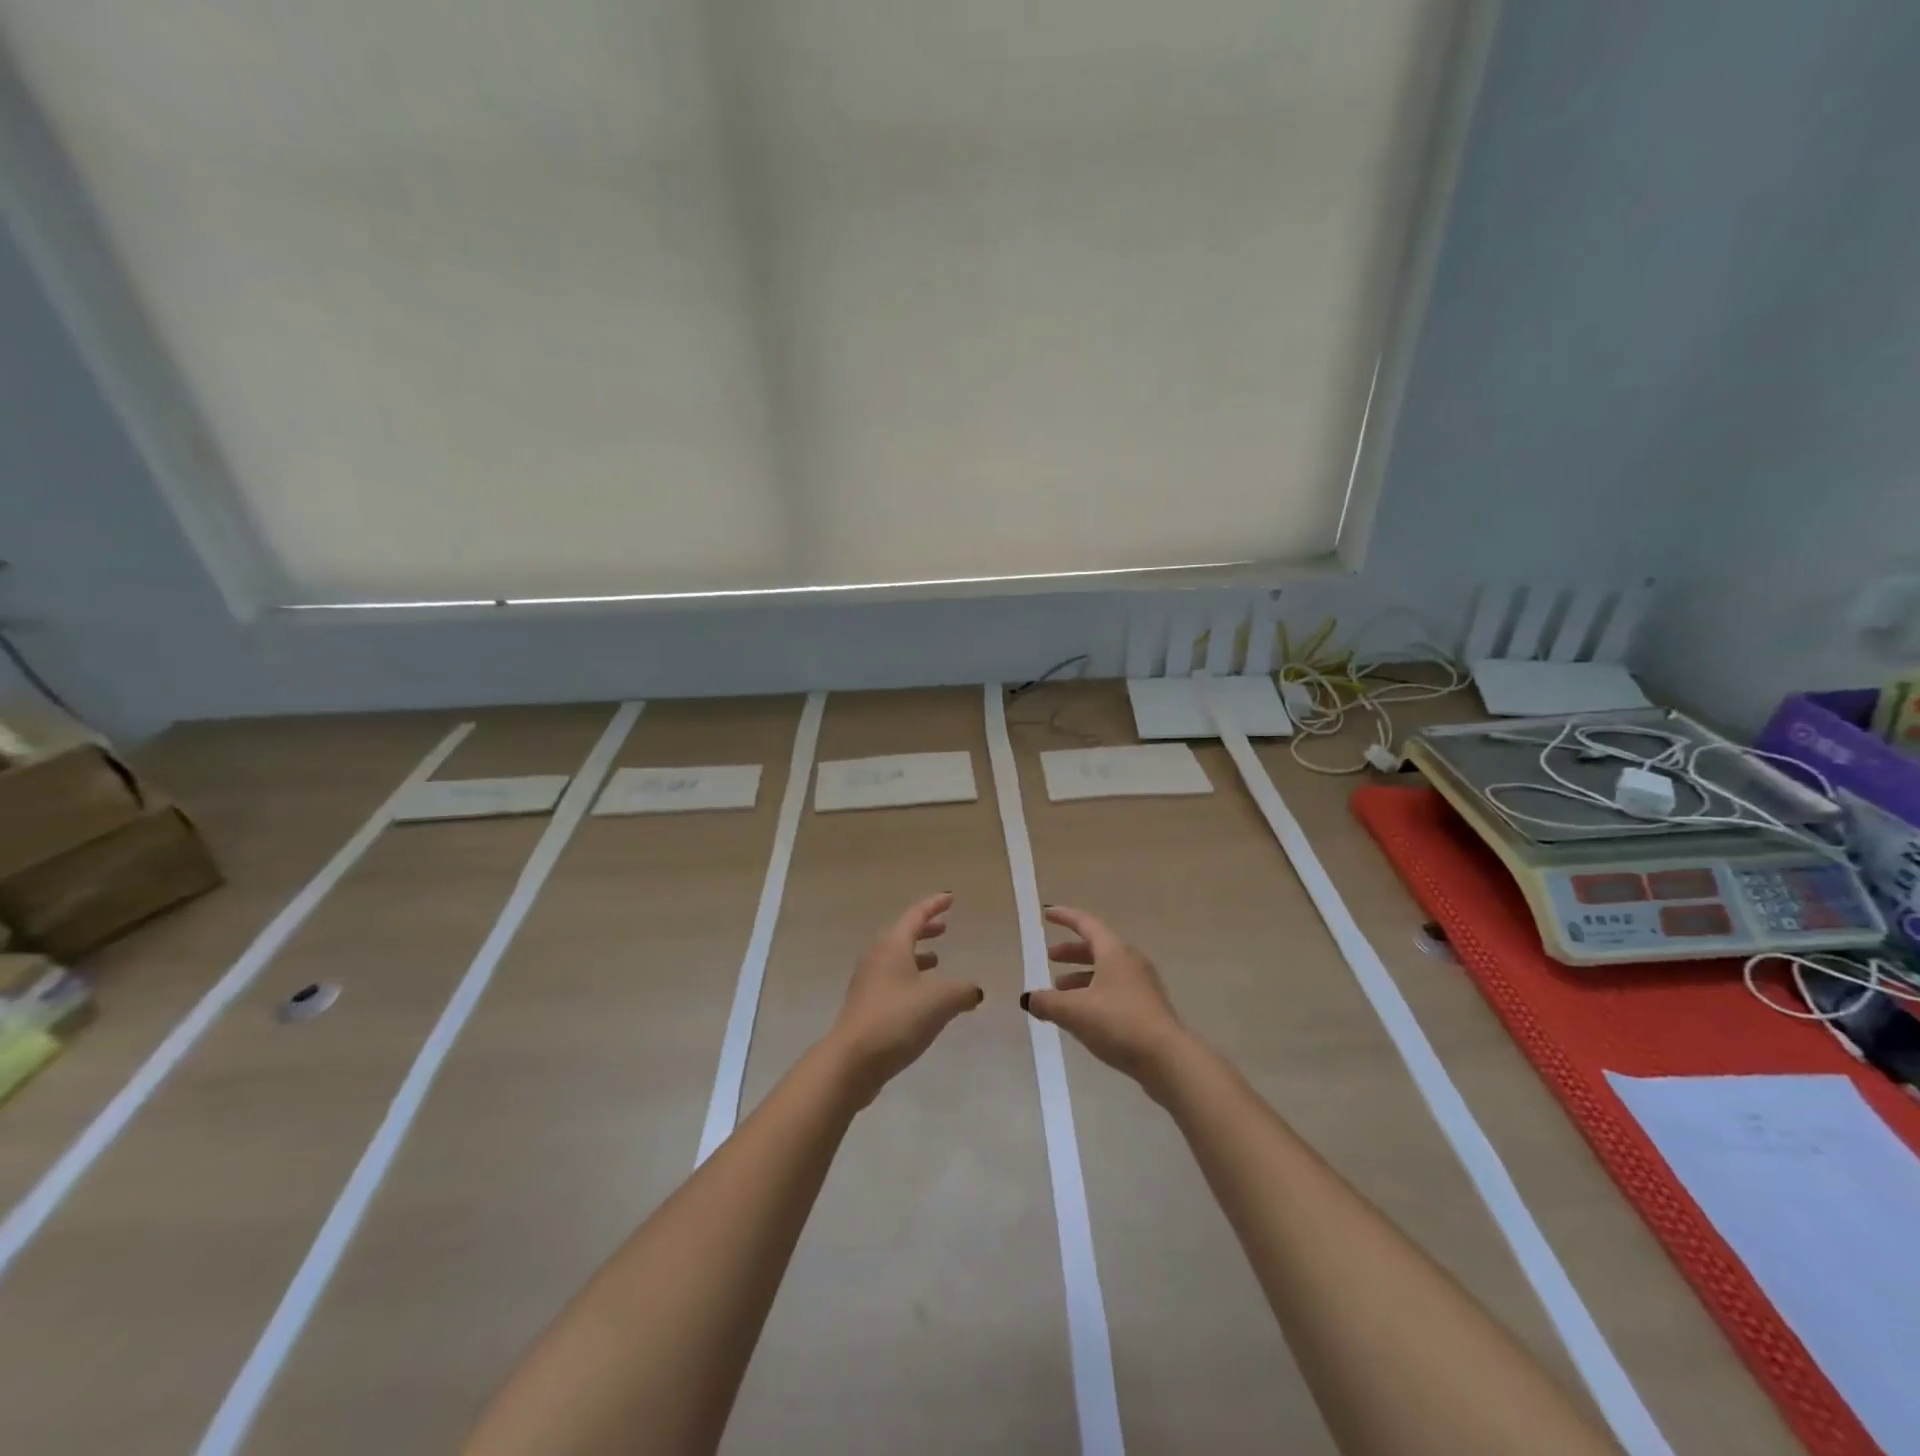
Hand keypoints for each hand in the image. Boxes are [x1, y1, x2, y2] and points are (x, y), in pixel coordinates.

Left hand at [827, 893, 983, 1104]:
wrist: (851, 1061)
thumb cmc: (896, 1020)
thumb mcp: (939, 1001)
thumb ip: (962, 990)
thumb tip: (974, 990)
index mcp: (892, 946)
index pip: (915, 915)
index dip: (934, 905)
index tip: (950, 898)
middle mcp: (877, 958)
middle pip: (903, 935)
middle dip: (925, 929)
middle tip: (944, 927)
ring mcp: (868, 983)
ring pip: (896, 959)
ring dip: (918, 956)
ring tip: (937, 961)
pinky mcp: (866, 1007)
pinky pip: (892, 981)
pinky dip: (911, 979)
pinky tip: (924, 999)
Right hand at [1020, 906, 1189, 1090]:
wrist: (1167, 1059)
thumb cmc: (1118, 1022)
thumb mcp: (1074, 1011)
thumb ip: (1047, 1003)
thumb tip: (1029, 999)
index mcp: (1114, 952)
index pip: (1086, 924)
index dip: (1065, 917)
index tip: (1047, 914)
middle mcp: (1130, 961)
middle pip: (1097, 948)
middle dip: (1071, 952)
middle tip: (1050, 958)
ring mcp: (1142, 985)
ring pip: (1106, 972)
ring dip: (1081, 978)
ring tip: (1060, 993)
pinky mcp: (1148, 1009)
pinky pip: (1115, 991)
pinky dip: (1095, 994)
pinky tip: (1082, 1016)